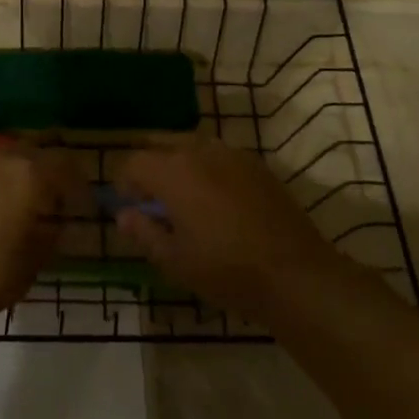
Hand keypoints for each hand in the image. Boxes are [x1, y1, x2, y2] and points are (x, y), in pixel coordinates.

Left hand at [0, 148, 66, 334]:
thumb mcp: (27, 269)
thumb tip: (55, 225)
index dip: (78, 184)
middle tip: (51, 204)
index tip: (82, 204)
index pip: (67, 166)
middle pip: (35, 155)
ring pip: (4, 159)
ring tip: (16, 207)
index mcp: (29, 176)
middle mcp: (0, 157)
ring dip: (16, 177)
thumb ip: (48, 240)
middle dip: (47, 175)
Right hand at [116, 139, 345, 320]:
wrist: (295, 273)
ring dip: (178, 164)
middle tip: (151, 199)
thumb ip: (144, 233)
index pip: (133, 162)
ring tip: (182, 198)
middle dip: (149, 167)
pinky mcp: (256, 164)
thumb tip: (123, 215)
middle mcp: (199, 151)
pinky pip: (218, 155)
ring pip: (191, 146)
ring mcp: (231, 153)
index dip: (123, 182)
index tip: (128, 206)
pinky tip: (215, 199)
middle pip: (161, 145)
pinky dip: (206, 168)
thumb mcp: (175, 261)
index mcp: (173, 171)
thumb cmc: (226, 270)